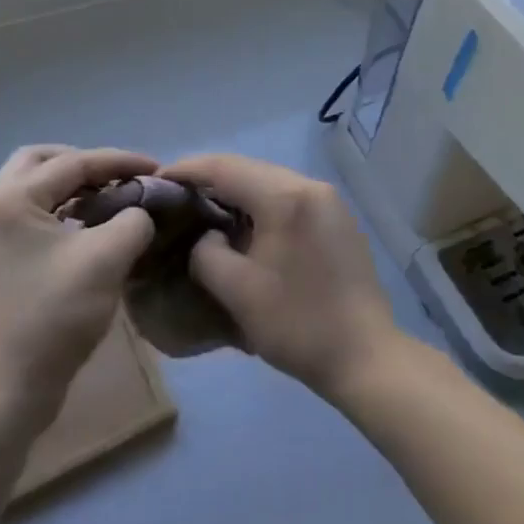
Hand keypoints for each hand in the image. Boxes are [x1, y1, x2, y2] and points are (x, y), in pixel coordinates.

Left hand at [0, 146, 156, 426]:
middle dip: (82, 163)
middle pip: (39, 162)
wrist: (4, 394)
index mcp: (12, 200)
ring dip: (71, 188)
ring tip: (108, 202)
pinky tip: (88, 232)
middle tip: (117, 177)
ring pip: (32, 190)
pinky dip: (60, 213)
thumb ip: (133, 220)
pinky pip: (30, 218)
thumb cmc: (53, 317)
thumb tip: (139, 212)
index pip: (73, 162)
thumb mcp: (107, 259)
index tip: (157, 168)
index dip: (120, 161)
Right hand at [160, 153, 398, 399]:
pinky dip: (262, 204)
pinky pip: (289, 197)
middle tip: (177, 197)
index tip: (158, 180)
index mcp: (284, 196)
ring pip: (270, 181)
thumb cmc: (298, 325)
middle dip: (210, 178)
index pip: (225, 167)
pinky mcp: (338, 218)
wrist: (366, 357)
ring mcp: (329, 200)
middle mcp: (309, 185)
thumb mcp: (237, 292)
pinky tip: (247, 226)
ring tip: (206, 211)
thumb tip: (207, 237)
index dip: (187, 169)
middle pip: (249, 168)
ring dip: (237, 191)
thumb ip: (207, 253)